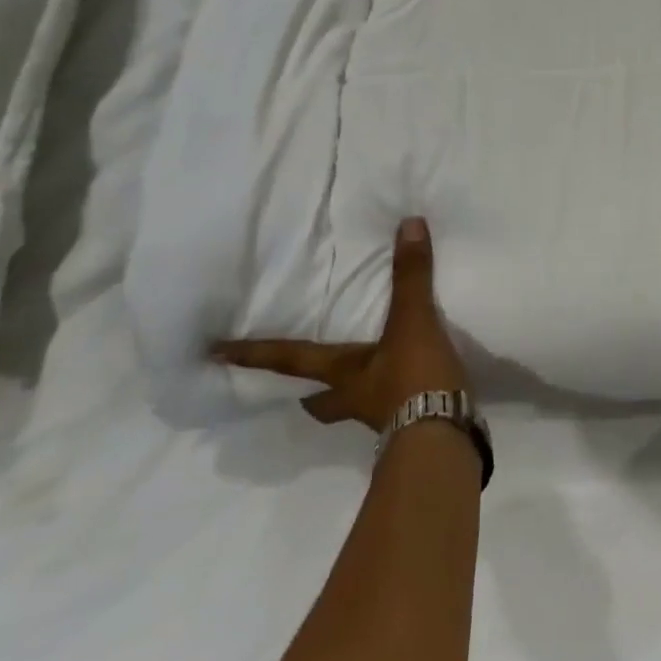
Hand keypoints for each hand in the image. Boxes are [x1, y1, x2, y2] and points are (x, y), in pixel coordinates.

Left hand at [211, 217, 470, 432]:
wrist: (445, 436)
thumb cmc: (414, 378)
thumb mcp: (412, 322)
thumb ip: (410, 276)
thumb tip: (408, 224)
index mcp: (342, 373)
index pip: (289, 360)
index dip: (255, 355)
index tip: (216, 355)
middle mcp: (354, 397)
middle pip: (318, 399)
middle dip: (307, 392)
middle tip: (297, 386)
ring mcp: (381, 416)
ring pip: (353, 406)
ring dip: (350, 395)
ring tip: (363, 377)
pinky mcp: (411, 425)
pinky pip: (393, 408)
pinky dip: (395, 396)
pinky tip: (410, 386)